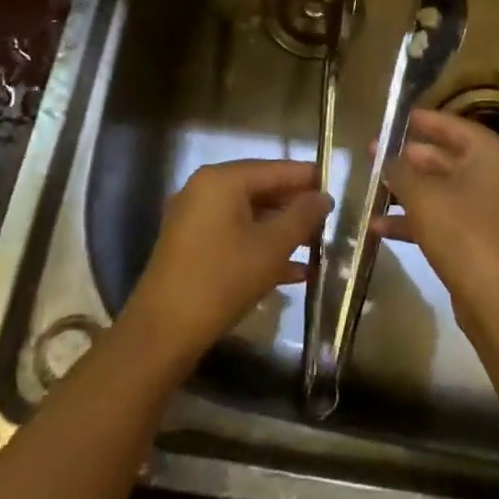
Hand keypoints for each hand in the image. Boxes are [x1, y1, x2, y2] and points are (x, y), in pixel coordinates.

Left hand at [125, 159, 329, 361]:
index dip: (305, 177)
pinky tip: (293, 272)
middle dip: (294, 206)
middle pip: (260, 190)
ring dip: (281, 231)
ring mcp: (194, 219)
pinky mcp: (191, 246)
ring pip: (248, 216)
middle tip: (328, 219)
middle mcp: (204, 190)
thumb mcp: (271, 247)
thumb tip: (323, 197)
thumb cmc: (222, 279)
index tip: (334, 185)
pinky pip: (234, 235)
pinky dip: (260, 247)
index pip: (273, 169)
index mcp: (221, 180)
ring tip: (316, 245)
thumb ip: (302, 217)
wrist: (164, 330)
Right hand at [376, 109, 498, 327]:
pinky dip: (417, 219)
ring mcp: (490, 209)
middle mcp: (495, 176)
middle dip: (408, 158)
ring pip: (442, 189)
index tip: (393, 119)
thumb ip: (400, 171)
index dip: (421, 121)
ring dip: (408, 190)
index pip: (452, 125)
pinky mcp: (481, 239)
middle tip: (374, 153)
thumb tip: (384, 156)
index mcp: (490, 155)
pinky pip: (445, 217)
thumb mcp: (423, 196)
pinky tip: (380, 227)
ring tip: (372, 186)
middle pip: (446, 157)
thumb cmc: (464, 234)